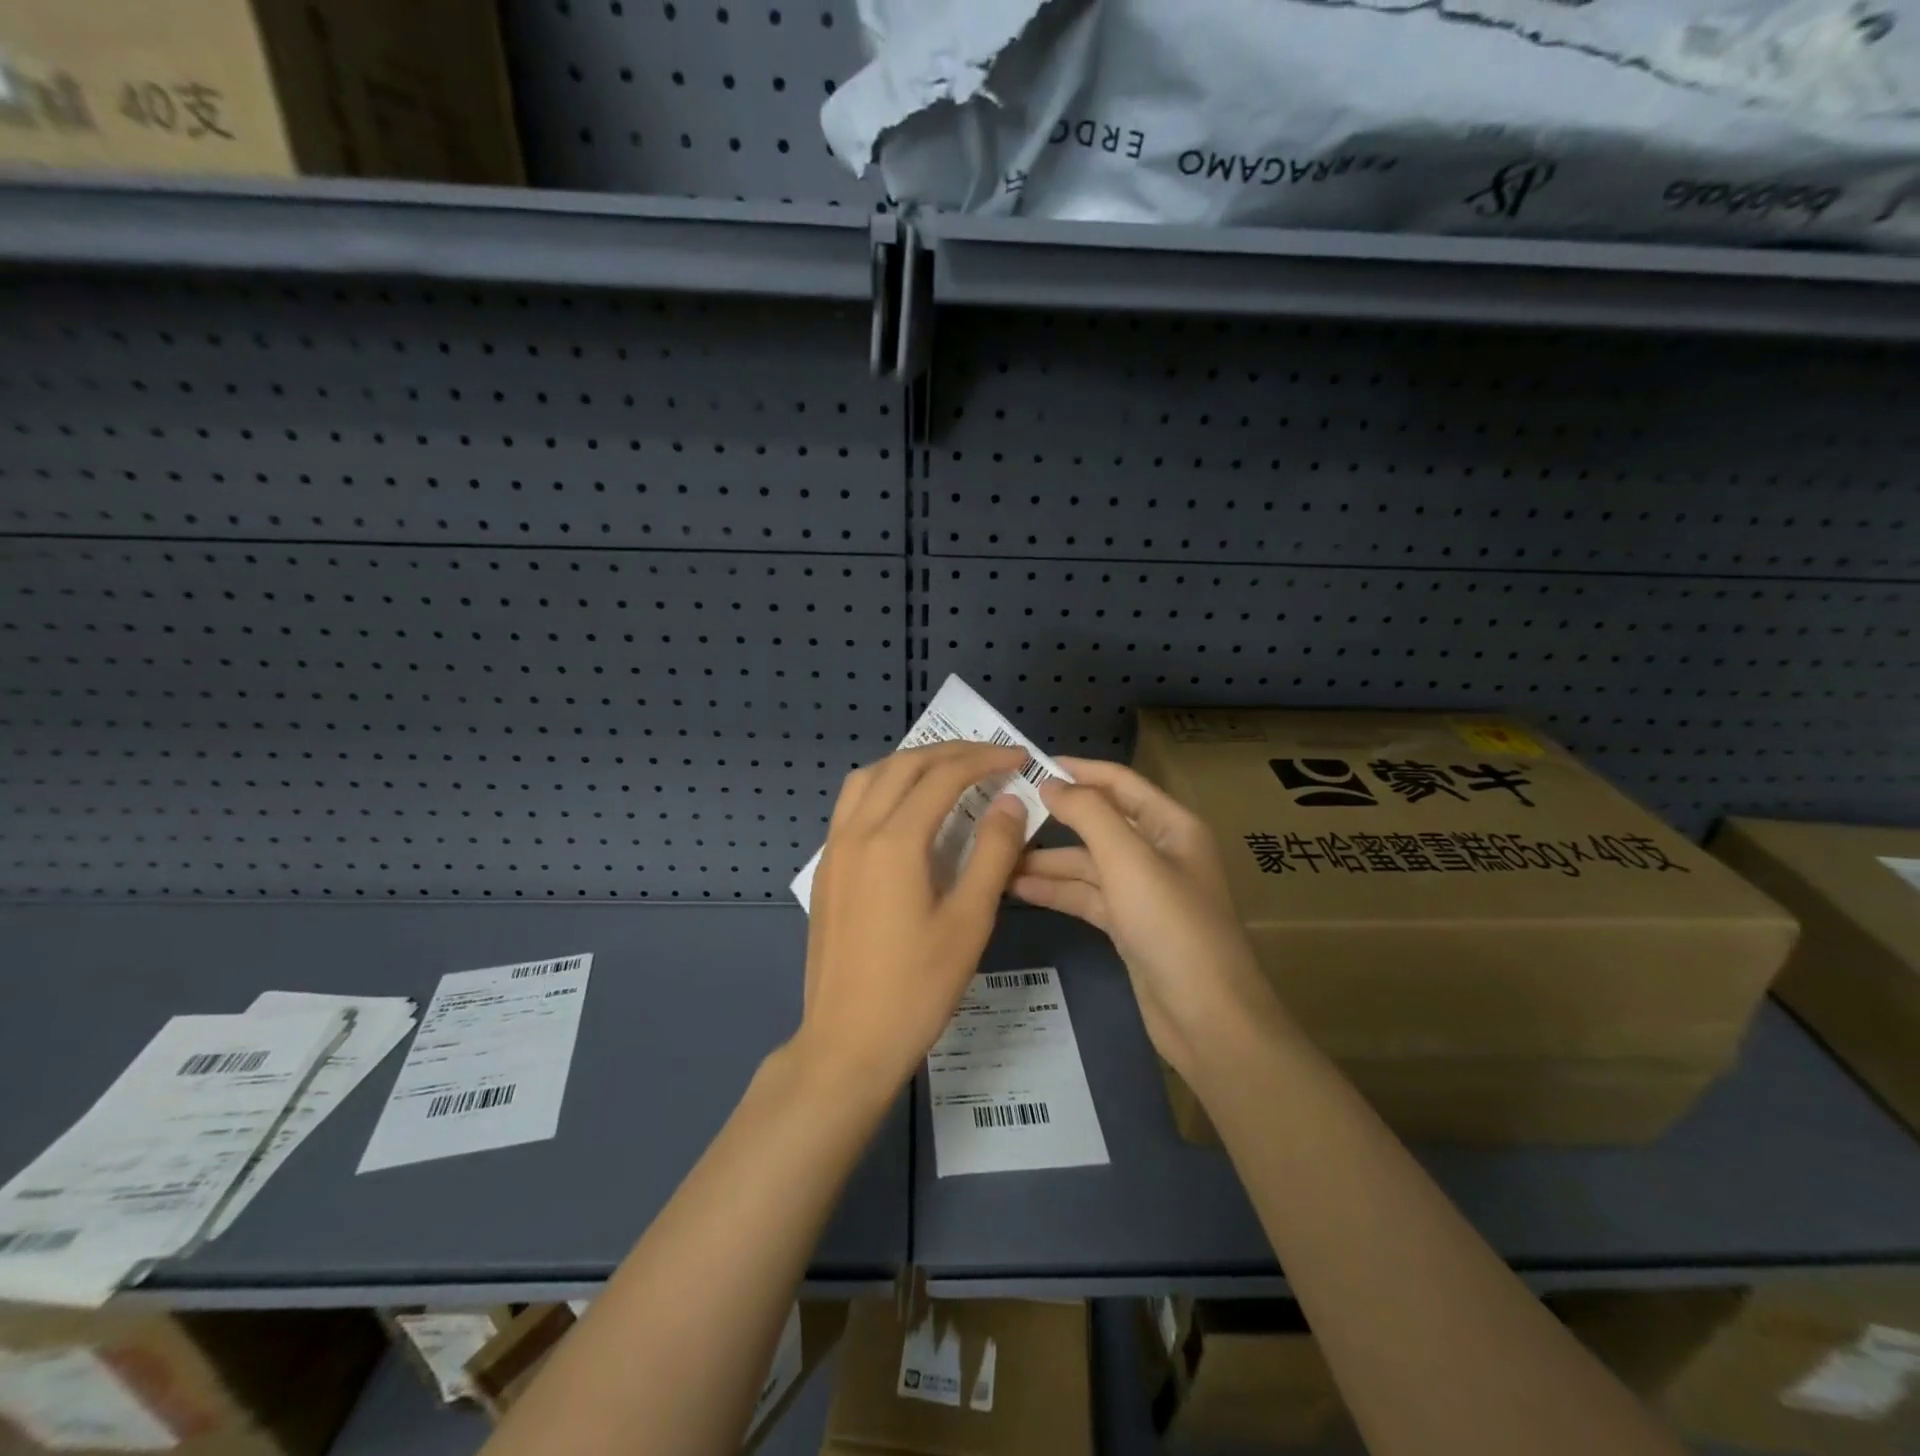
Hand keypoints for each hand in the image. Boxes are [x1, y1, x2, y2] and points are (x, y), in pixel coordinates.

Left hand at [796, 741, 1029, 1098]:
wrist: (847, 1042)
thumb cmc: (917, 988)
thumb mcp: (969, 923)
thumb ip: (993, 855)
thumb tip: (1009, 804)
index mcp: (895, 842)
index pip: (944, 777)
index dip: (984, 760)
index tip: (1017, 759)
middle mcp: (858, 832)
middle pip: (904, 766)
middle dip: (950, 753)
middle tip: (990, 757)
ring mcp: (835, 849)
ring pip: (870, 778)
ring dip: (911, 763)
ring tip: (948, 772)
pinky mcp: (827, 869)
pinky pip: (852, 804)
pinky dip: (884, 786)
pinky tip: (906, 809)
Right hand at [1011, 757, 1283, 1079]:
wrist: (1208, 1018)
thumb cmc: (1172, 926)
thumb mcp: (1129, 861)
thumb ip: (1088, 814)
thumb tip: (1051, 783)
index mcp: (1171, 825)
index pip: (1119, 783)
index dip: (1078, 770)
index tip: (1030, 765)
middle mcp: (1158, 851)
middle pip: (1100, 823)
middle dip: (1055, 819)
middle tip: (1003, 814)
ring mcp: (1143, 891)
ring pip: (1088, 863)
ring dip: (1047, 860)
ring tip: (997, 857)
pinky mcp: (1129, 925)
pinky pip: (1087, 896)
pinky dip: (1056, 891)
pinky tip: (1017, 889)